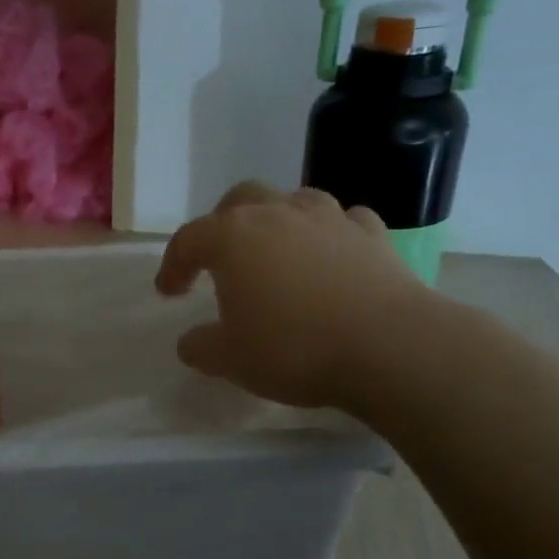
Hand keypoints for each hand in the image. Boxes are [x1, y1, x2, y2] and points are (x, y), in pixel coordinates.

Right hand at [155, 182, 430, 411]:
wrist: (389, 347)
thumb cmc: (294, 348)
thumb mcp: (231, 359)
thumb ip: (202, 347)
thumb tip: (191, 343)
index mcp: (232, 238)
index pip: (188, 240)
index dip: (173, 265)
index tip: (169, 293)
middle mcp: (276, 215)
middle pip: (239, 200)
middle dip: (222, 224)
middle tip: (220, 259)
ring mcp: (328, 219)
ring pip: (293, 199)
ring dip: (277, 219)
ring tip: (277, 250)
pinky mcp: (372, 235)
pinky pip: (343, 221)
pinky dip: (330, 233)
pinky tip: (331, 254)